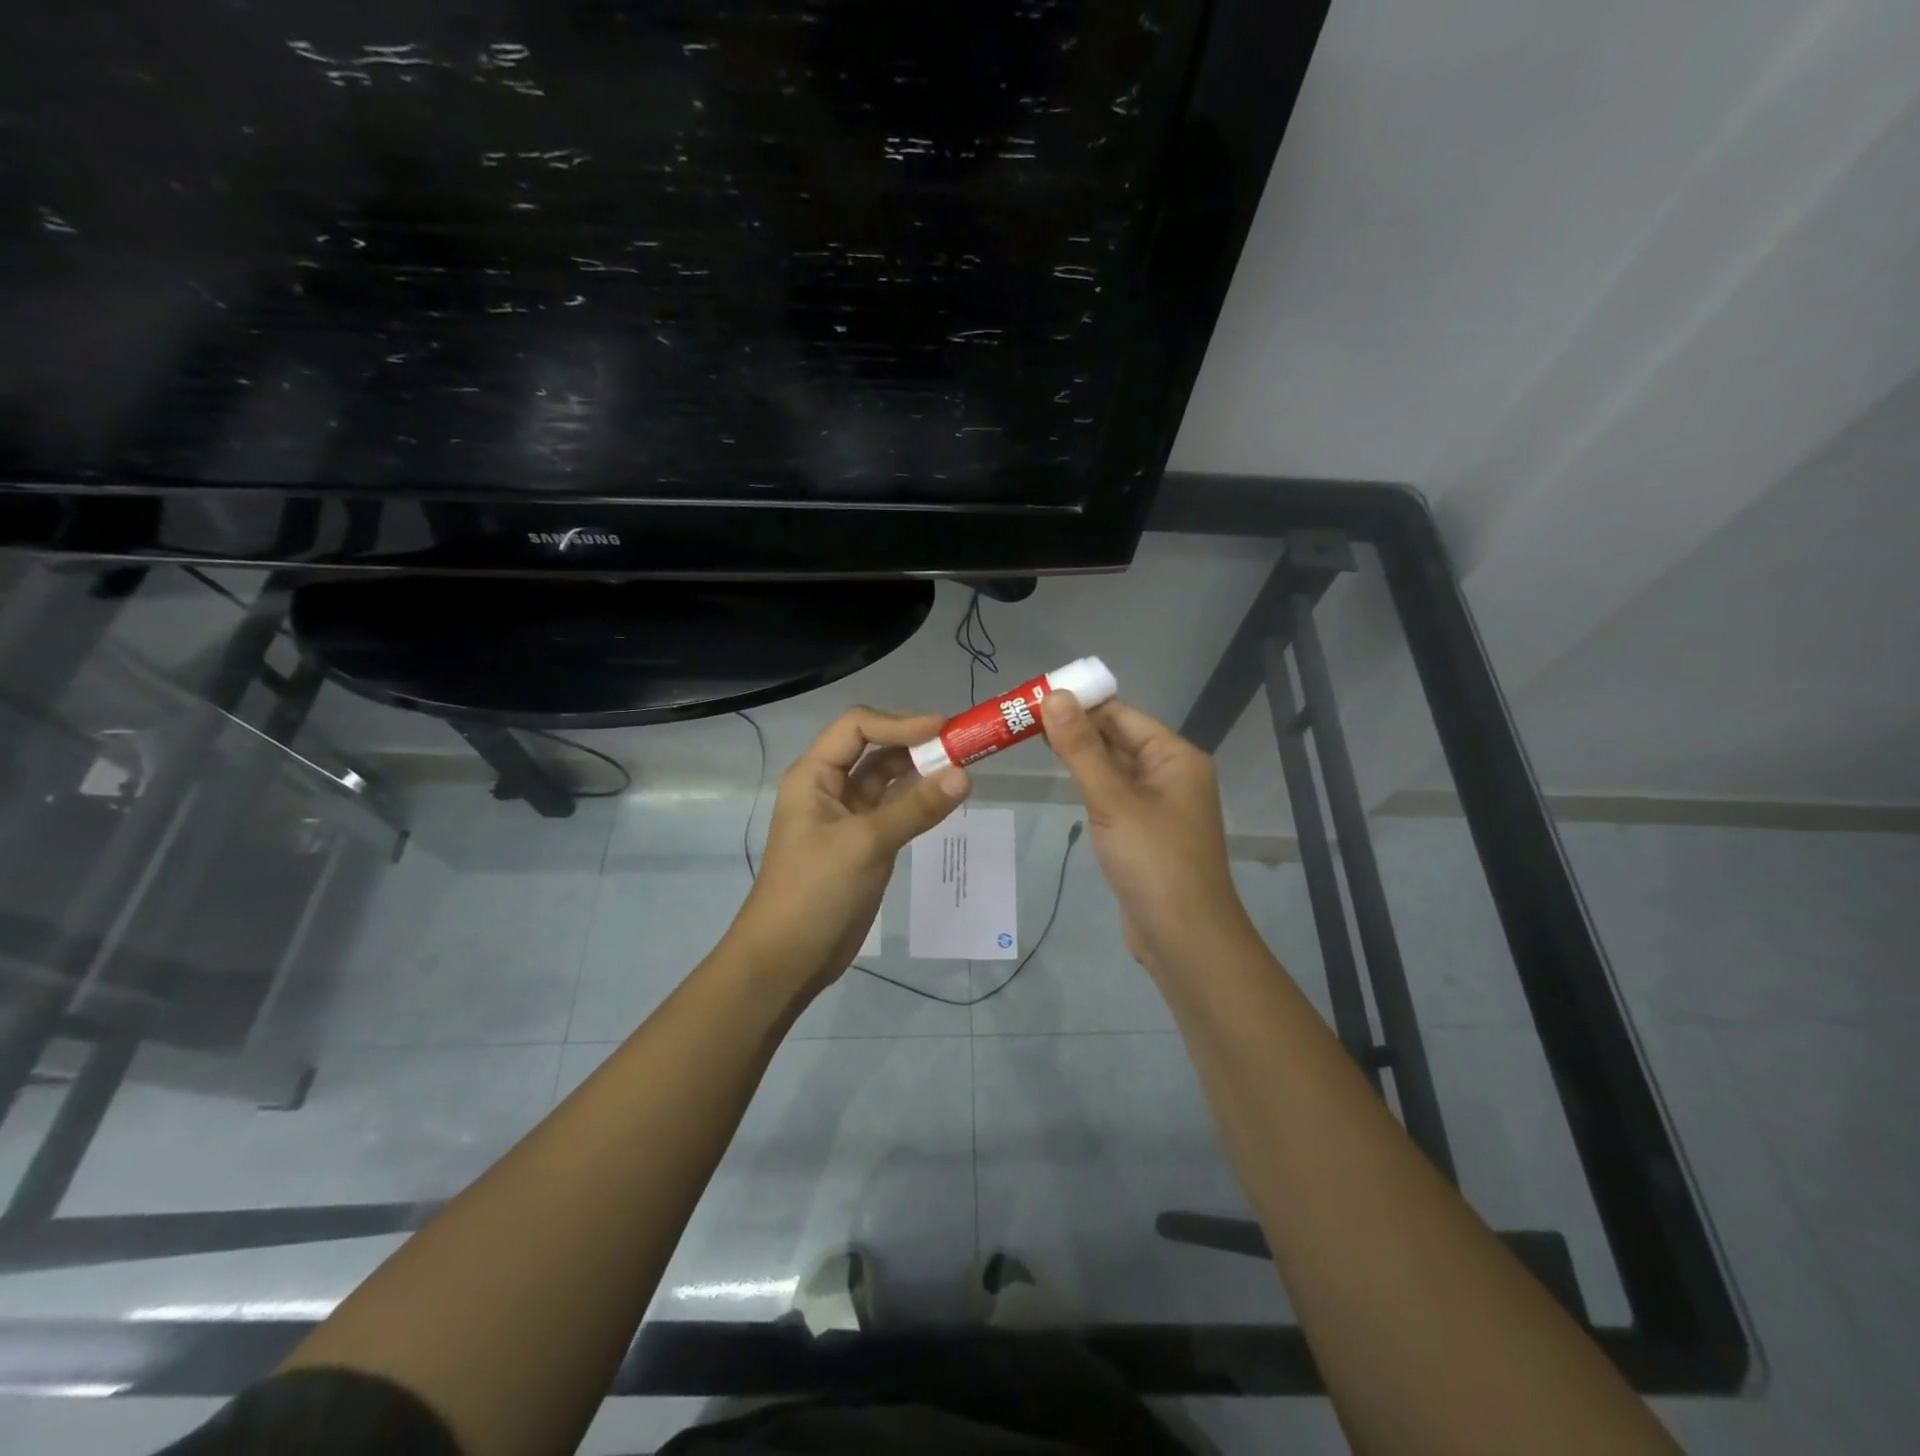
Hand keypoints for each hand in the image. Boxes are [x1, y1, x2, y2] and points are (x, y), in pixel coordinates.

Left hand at [728, 707, 970, 995]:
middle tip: (961, 745)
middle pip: (874, 748)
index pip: (858, 727)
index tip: (944, 729)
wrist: (788, 958)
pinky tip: (946, 798)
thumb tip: (965, 775)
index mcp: (815, 775)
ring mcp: (847, 816)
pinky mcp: (864, 842)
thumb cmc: (815, 891)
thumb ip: (916, 808)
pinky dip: (919, 801)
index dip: (900, 723)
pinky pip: (895, 809)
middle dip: (915, 743)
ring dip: (920, 770)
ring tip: (962, 767)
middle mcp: (829, 787)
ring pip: (888, 779)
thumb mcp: (866, 844)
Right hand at [1039, 692, 1253, 973]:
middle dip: (1074, 728)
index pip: (1121, 714)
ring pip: (1113, 767)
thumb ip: (1081, 748)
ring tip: (1029, 740)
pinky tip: (1060, 779)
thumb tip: (1054, 695)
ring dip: (1079, 755)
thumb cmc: (1153, 860)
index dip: (1079, 702)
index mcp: (1175, 756)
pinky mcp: (1143, 831)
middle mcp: (1170, 773)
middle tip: (1020, 719)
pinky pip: (1113, 795)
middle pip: (1117, 738)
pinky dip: (1088, 783)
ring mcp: (1158, 804)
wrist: (1183, 937)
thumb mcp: (1113, 799)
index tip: (1032, 697)